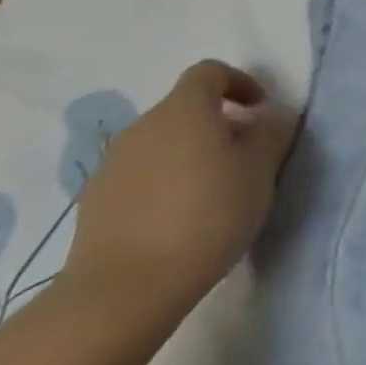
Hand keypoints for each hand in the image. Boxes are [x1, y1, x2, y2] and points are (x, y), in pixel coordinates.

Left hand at [64, 60, 298, 330]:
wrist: (122, 292)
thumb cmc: (206, 216)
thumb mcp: (260, 170)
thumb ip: (272, 132)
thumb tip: (272, 115)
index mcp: (184, 109)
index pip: (210, 72)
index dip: (239, 83)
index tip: (260, 111)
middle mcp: (143, 126)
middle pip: (185, 109)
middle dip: (217, 124)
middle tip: (244, 158)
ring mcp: (112, 165)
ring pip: (161, 144)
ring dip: (189, 156)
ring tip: (213, 193)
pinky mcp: (94, 204)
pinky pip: (139, 177)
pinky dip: (162, 185)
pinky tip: (177, 221)